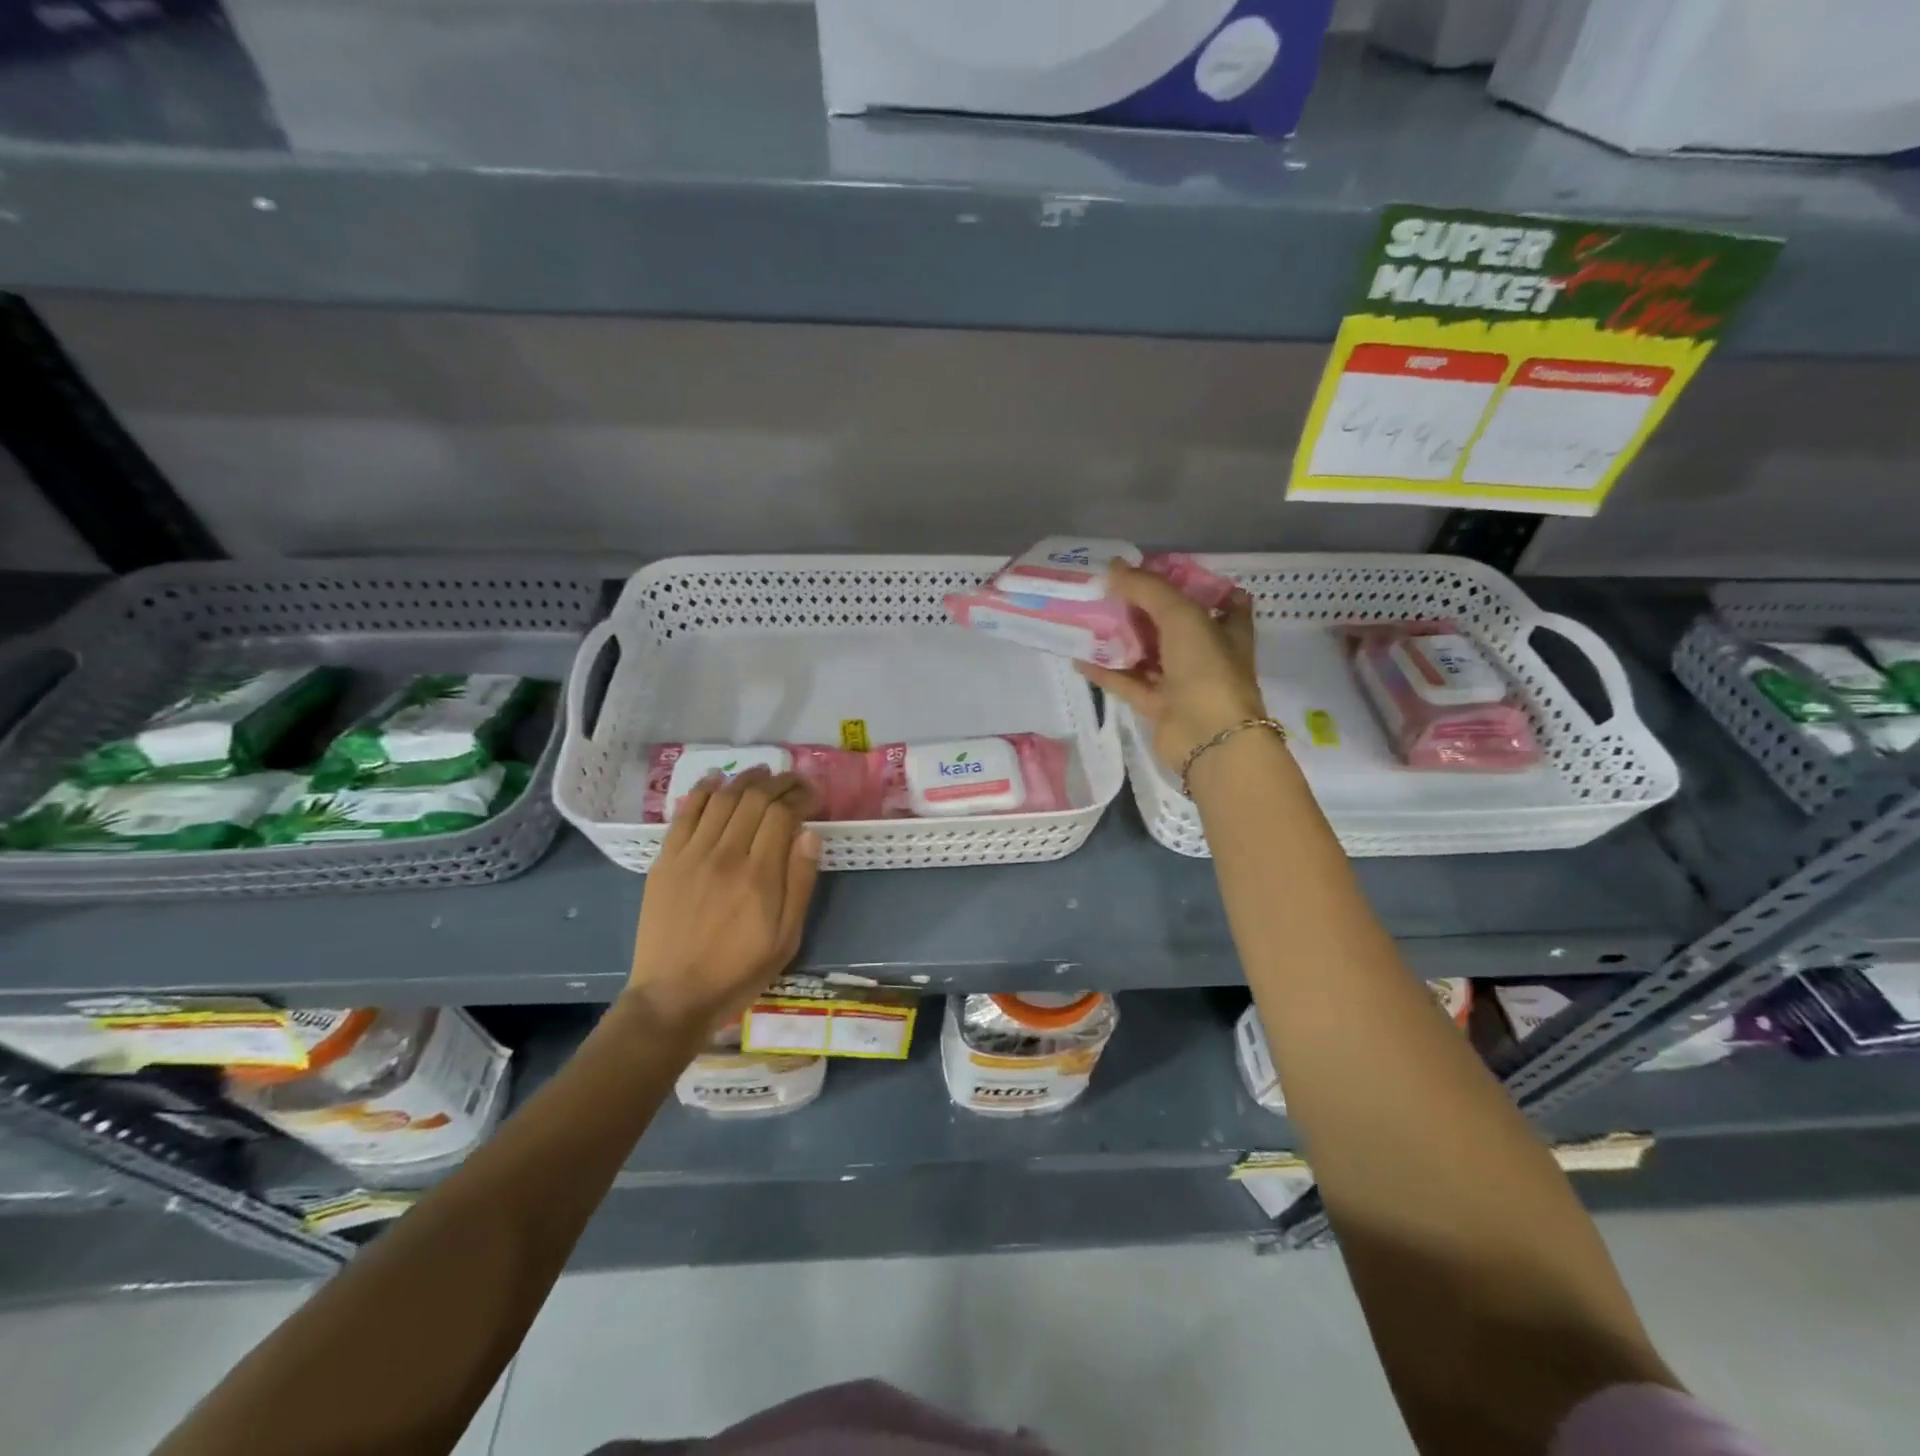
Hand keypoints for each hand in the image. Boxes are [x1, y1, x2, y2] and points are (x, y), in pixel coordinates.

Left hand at [625, 767, 822, 1034]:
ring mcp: (691, 855)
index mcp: (759, 877)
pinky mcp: (665, 861)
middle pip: (754, 800)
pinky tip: (716, 779)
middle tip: (793, 780)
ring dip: (745, 780)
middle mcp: (725, 855)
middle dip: (779, 782)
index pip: (782, 815)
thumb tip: (810, 834)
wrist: (672, 997)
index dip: (801, 796)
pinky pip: (685, 814)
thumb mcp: (786, 938)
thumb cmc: (738, 972)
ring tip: (762, 772)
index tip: (813, 795)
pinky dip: (702, 791)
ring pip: (722, 800)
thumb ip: (800, 883)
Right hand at [1077, 560, 1266, 770]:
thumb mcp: (1181, 616)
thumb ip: (1147, 589)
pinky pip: (1128, 682)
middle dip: (1146, 608)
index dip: (1197, 584)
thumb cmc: (1207, 668)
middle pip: (1175, 624)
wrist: (1209, 737)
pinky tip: (1079, 656)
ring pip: (1148, 653)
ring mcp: (1182, 681)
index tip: (1163, 571)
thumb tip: (1112, 567)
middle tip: (1113, 589)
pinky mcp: (1158, 705)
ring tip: (1091, 617)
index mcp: (1227, 628)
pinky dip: (1106, 671)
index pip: (1221, 599)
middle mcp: (1207, 653)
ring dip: (1122, 638)